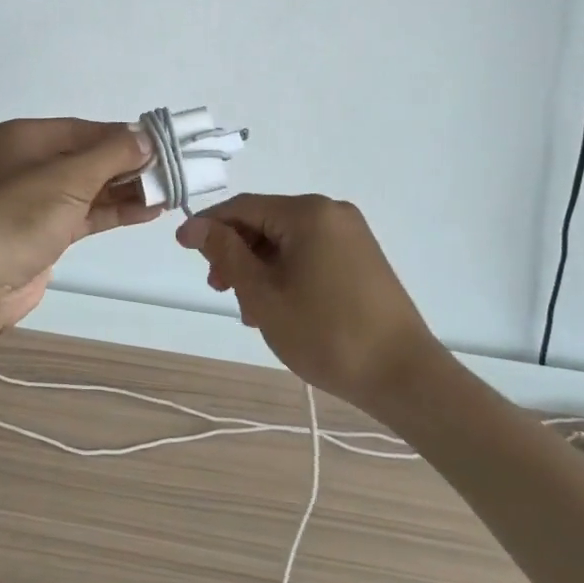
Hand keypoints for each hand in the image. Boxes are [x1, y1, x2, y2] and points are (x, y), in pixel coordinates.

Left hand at [0, 118, 160, 331]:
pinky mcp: (43, 233)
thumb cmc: (15, 217)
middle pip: (87, 157)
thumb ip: (110, 155)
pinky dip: (113, 211)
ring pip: (88, 188)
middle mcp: (26, 164)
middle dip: (128, 165)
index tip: (162, 145)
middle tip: (172, 171)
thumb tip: (145, 137)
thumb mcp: (67, 178)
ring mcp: (33, 201)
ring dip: (126, 190)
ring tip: (169, 192)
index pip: (84, 130)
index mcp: (23, 139)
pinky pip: (84, 214)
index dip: (123, 137)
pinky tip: (147, 212)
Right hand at [176, 194, 435, 410]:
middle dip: (235, 251)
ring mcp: (351, 234)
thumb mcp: (264, 294)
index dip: (208, 225)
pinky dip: (285, 271)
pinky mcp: (361, 257)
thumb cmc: (325, 333)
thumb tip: (198, 226)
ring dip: (258, 266)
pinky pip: (310, 252)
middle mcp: (331, 212)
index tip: (180, 246)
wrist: (403, 375)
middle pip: (265, 221)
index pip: (243, 207)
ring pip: (286, 240)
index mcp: (308, 213)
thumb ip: (227, 254)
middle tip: (218, 289)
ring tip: (246, 308)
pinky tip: (276, 305)